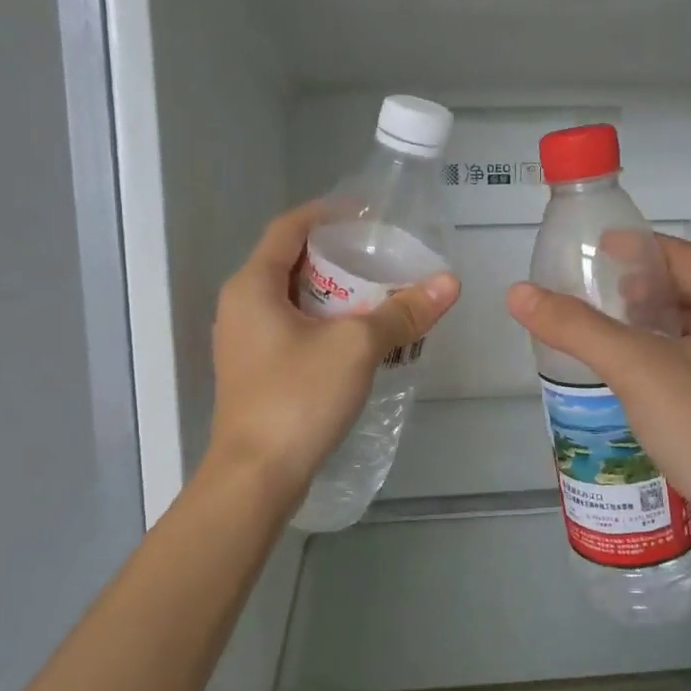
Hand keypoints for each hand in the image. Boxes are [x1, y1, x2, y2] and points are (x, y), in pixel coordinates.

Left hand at [209, 203, 460, 496]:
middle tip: (382, 257)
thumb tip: (449, 283)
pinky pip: (295, 331)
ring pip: (295, 301)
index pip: (289, 228)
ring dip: (336, 294)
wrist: (256, 477)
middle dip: (339, 257)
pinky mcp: (258, 373)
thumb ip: (402, 312)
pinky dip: (327, 324)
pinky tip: (360, 339)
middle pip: (292, 263)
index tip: (368, 213)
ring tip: (379, 295)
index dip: (328, 213)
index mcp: (253, 286)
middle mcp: (241, 307)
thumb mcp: (356, 347)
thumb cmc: (298, 397)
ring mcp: (246, 343)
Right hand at [507, 235, 690, 542]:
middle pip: (690, 291)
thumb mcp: (637, 368)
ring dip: (649, 325)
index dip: (638, 247)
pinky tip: (630, 380)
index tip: (594, 251)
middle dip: (640, 288)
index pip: (683, 256)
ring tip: (604, 335)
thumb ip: (577, 327)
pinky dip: (660, 359)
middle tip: (594, 296)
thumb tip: (519, 293)